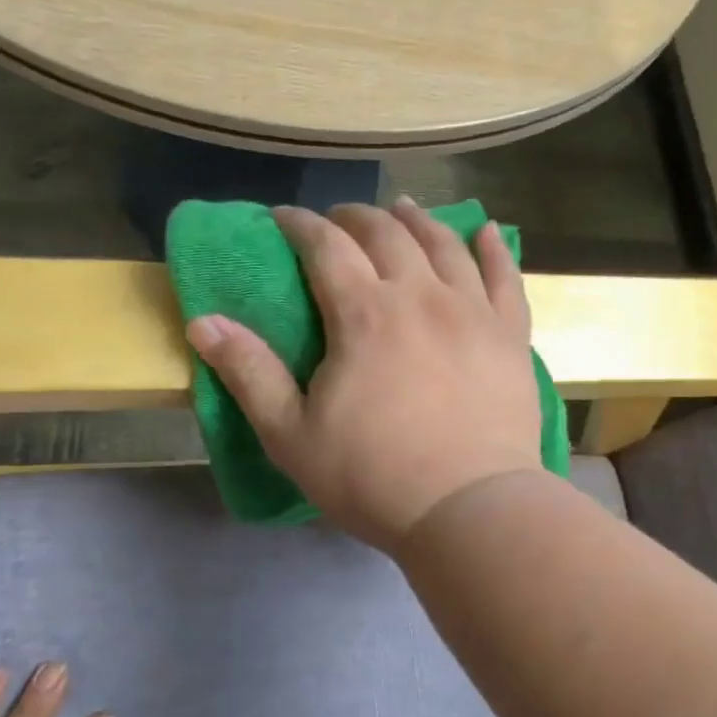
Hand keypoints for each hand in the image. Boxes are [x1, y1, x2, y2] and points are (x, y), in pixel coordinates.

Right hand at [186, 198, 544, 551]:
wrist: (469, 508)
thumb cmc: (374, 478)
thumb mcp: (292, 435)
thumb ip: (250, 373)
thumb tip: (204, 322)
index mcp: (365, 313)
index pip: (326, 246)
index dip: (300, 224)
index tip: (283, 218)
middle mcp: (421, 295)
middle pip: (386, 233)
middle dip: (355, 217)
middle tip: (338, 219)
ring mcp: (473, 311)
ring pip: (444, 244)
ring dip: (417, 219)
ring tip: (402, 208)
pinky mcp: (511, 334)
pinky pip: (505, 276)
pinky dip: (493, 247)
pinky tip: (485, 229)